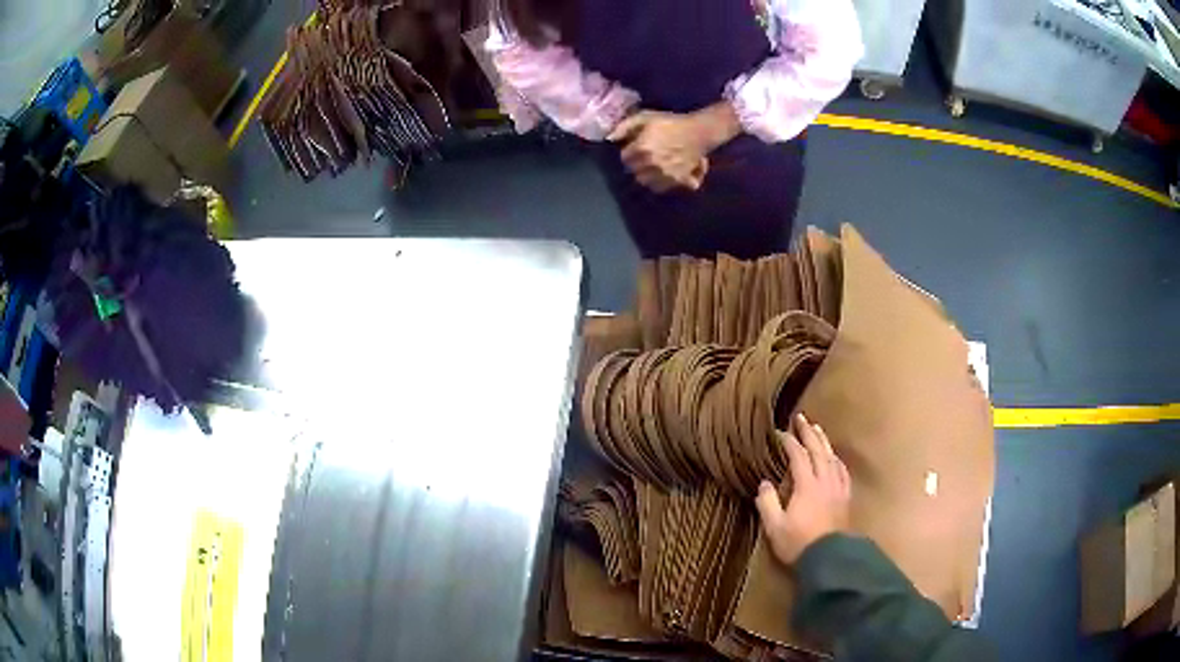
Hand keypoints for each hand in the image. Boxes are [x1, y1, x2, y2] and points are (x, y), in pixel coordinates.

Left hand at [608, 111, 710, 192]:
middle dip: (637, 165)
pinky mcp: (678, 180)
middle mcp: (652, 164)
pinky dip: (661, 183)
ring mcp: (665, 175)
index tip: (634, 147)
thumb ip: (624, 126)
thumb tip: (610, 138)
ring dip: (647, 176)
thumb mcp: (645, 117)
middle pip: (635, 172)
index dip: (629, 152)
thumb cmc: (671, 122)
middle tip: (645, 156)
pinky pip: (662, 188)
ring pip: (647, 182)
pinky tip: (664, 174)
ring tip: (654, 166)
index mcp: (642, 149)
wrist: (699, 131)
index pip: (625, 158)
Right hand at [755, 414, 851, 564]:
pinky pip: (842, 472)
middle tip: (801, 418)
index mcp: (806, 486)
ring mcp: (837, 489)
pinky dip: (837, 460)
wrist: (829, 558)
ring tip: (818, 430)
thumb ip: (768, 503)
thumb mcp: (775, 527)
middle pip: (818, 451)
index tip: (779, 432)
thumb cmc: (799, 543)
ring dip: (824, 442)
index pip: (798, 456)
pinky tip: (835, 458)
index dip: (789, 442)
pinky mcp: (845, 498)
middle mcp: (824, 481)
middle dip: (808, 433)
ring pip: (832, 458)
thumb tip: (765, 483)